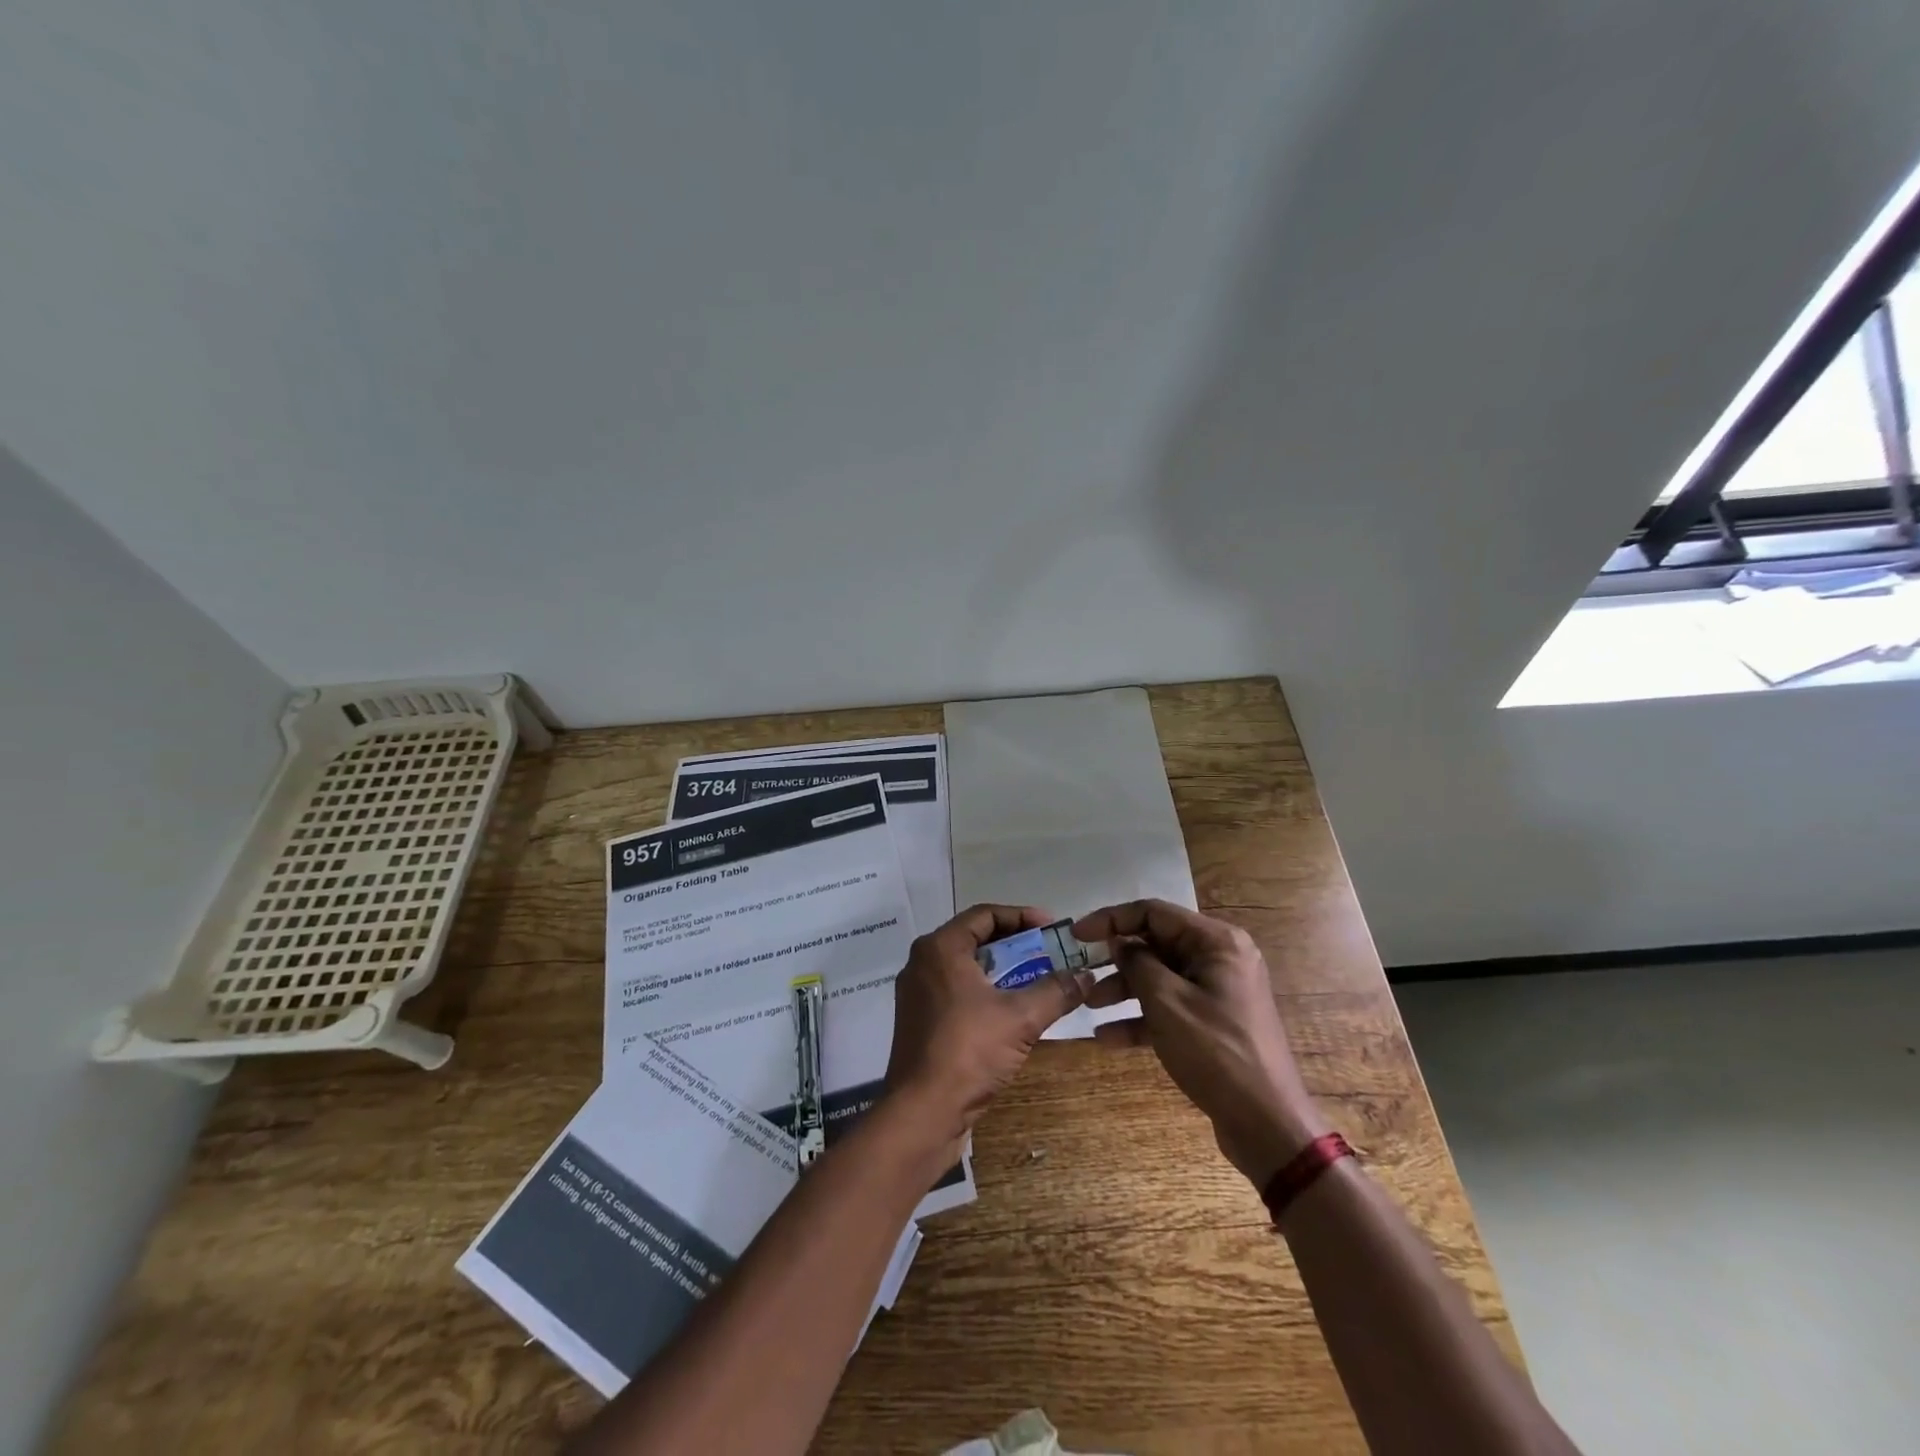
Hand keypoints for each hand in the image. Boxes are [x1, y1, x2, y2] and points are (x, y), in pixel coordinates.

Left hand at [885, 904, 1092, 1157]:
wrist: (922, 1112)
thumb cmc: (968, 1051)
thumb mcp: (1020, 1018)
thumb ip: (1056, 990)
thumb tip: (1087, 974)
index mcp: (940, 948)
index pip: (984, 915)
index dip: (1022, 917)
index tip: (1052, 928)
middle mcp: (922, 962)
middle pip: (974, 938)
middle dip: (1014, 944)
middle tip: (1048, 952)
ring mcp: (917, 993)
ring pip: (965, 967)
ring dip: (1001, 970)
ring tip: (1036, 979)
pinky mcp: (919, 1020)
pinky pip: (956, 991)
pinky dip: (984, 992)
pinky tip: (1010, 1010)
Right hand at [1073, 899, 1329, 1187]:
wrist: (1268, 1125)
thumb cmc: (1216, 1052)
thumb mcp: (1166, 1002)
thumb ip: (1137, 962)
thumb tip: (1119, 942)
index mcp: (1216, 941)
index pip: (1153, 913)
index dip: (1111, 919)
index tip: (1077, 935)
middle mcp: (1219, 958)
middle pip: (1156, 944)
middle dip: (1116, 960)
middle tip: (1080, 972)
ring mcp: (1217, 991)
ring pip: (1160, 977)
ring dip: (1123, 989)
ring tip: (1088, 1005)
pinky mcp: (1212, 1021)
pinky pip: (1170, 1006)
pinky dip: (1141, 1017)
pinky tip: (1107, 1037)